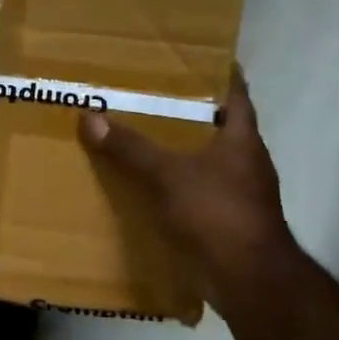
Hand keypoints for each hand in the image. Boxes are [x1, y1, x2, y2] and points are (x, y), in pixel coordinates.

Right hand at [79, 69, 297, 301]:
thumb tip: (90, 116)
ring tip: (144, 139)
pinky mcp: (227, 223)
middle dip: (190, 115)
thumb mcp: (168, 175)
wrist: (248, 280)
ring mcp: (239, 195)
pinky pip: (198, 195)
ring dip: (182, 153)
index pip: (236, 94)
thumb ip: (131, 148)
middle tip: (152, 97)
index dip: (219, 75)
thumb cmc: (217, 213)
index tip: (196, 60)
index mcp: (242, 140)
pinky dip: (177, 188)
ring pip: (207, 163)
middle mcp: (246, 163)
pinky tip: (150, 188)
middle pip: (219, 128)